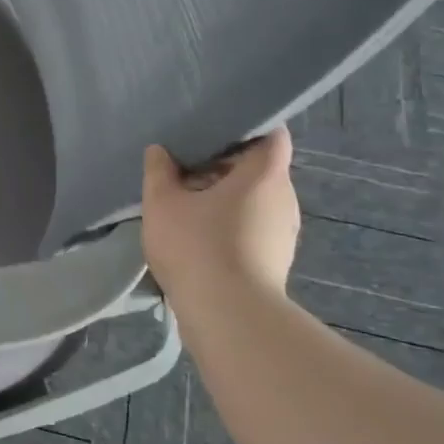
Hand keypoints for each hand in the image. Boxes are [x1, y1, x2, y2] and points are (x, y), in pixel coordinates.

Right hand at [141, 127, 299, 299]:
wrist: (228, 315)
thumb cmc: (197, 246)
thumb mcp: (162, 204)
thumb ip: (159, 172)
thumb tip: (160, 151)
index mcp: (265, 173)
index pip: (271, 134)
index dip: (246, 127)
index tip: (214, 132)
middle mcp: (285, 197)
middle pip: (260, 168)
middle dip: (226, 166)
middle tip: (188, 169)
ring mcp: (285, 231)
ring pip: (256, 201)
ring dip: (228, 199)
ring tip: (190, 205)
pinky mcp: (277, 259)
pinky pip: (255, 228)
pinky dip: (232, 225)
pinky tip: (202, 238)